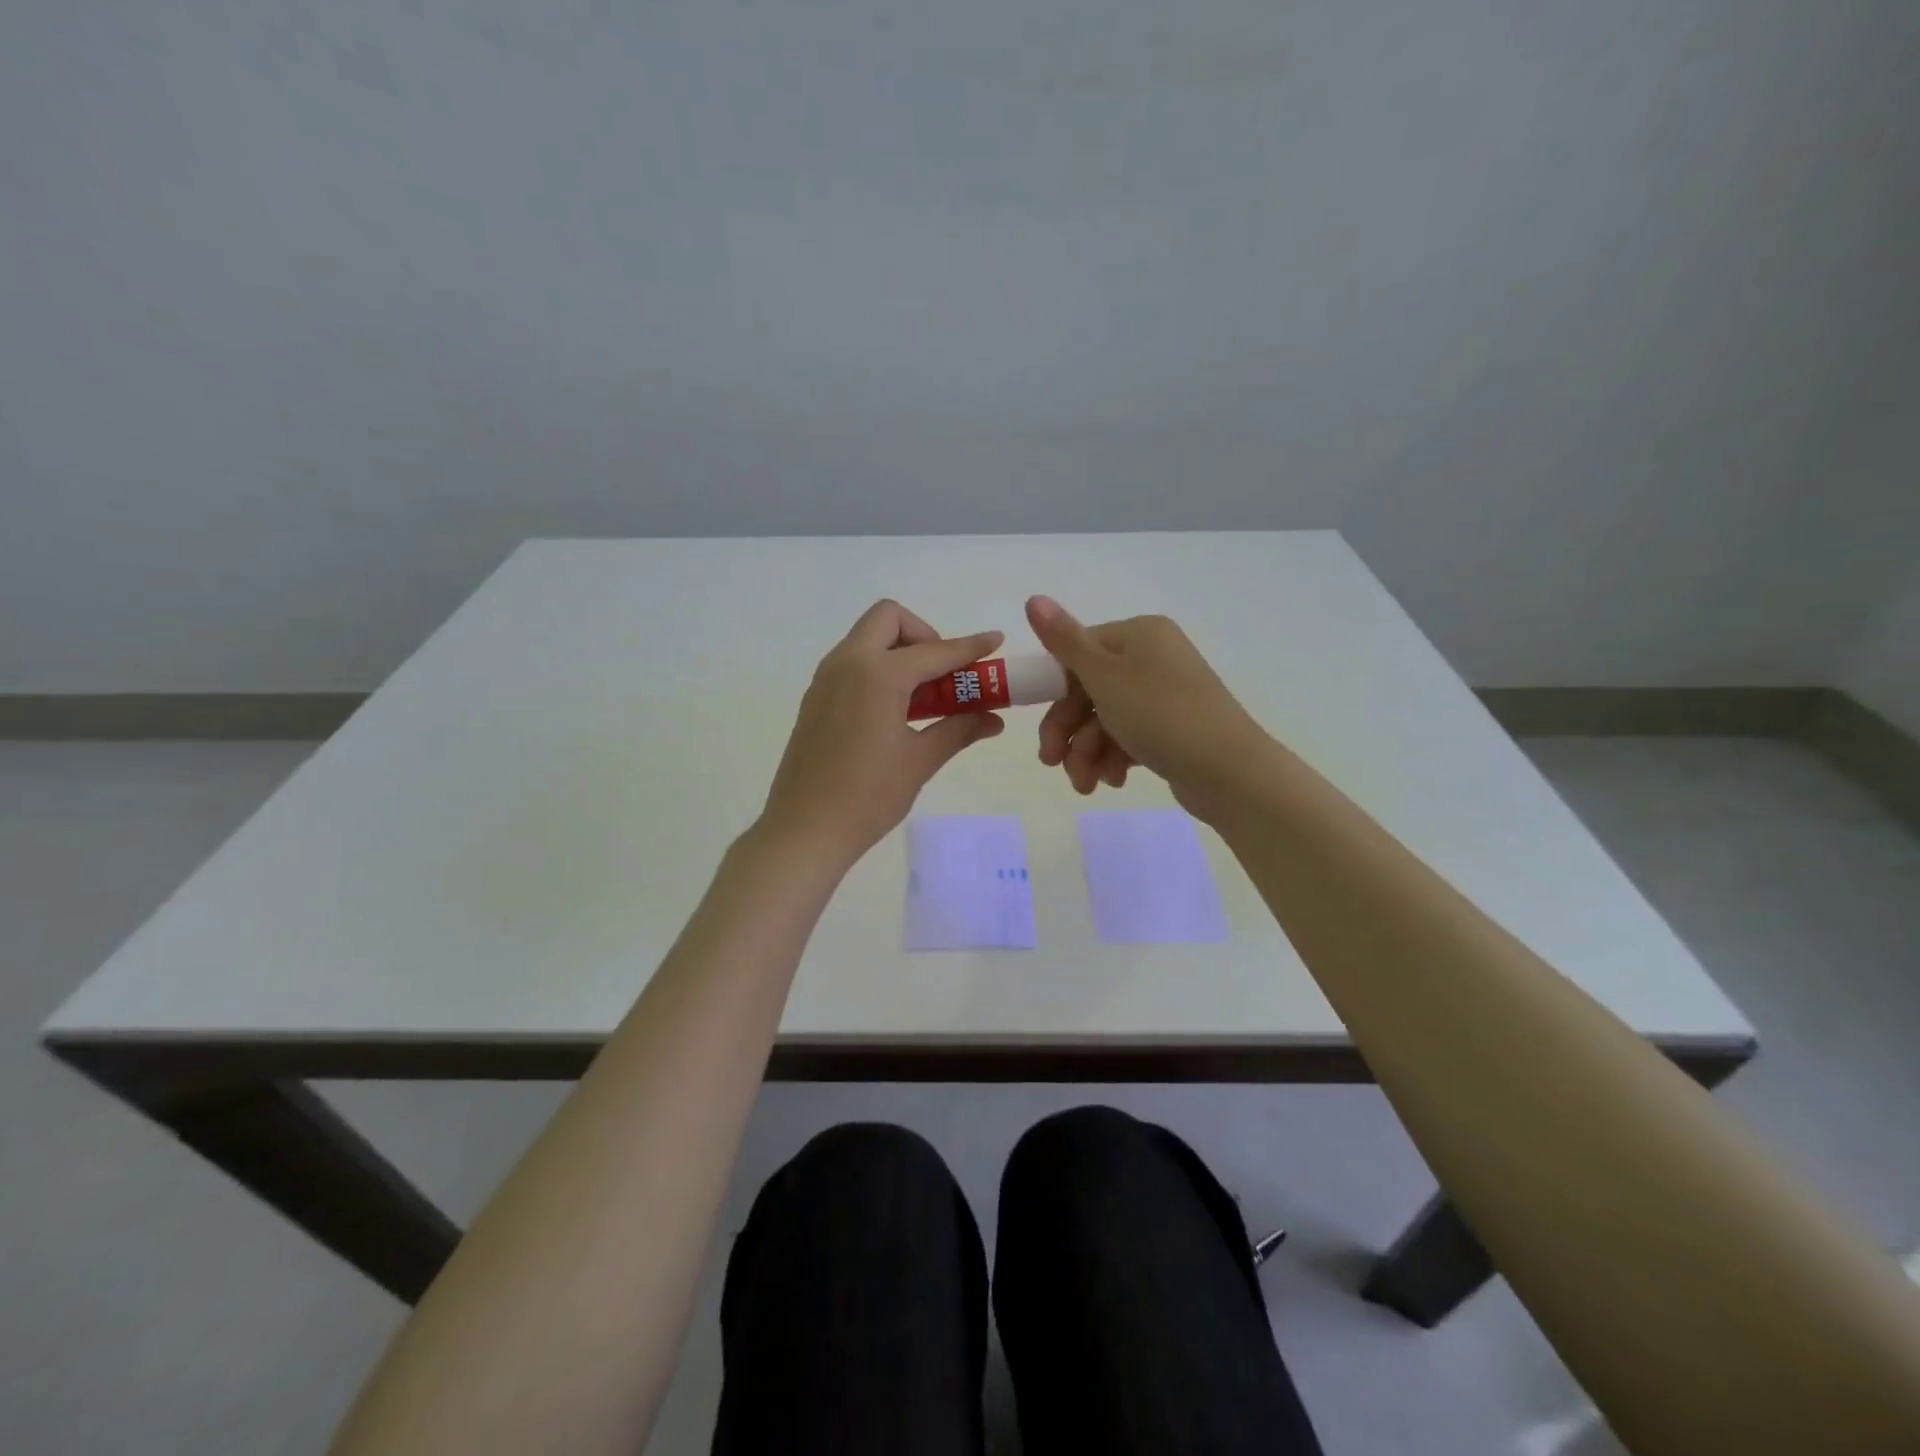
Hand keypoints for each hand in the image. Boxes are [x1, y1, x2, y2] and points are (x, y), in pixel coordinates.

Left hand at [761, 601, 1004, 867]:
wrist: (805, 830)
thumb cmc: (868, 796)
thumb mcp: (919, 761)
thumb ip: (958, 729)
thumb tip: (993, 719)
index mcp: (878, 674)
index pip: (934, 651)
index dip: (969, 646)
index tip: (995, 642)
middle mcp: (847, 663)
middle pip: (889, 619)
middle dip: (923, 635)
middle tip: (943, 674)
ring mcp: (826, 679)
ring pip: (867, 638)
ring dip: (899, 650)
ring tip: (924, 695)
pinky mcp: (815, 698)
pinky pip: (852, 663)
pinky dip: (878, 668)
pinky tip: (894, 710)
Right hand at [1025, 595, 1271, 822]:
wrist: (1229, 771)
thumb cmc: (1160, 715)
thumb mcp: (1104, 676)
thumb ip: (1064, 641)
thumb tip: (1032, 598)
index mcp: (1139, 635)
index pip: (1079, 653)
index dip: (1055, 691)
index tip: (1042, 724)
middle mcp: (1153, 658)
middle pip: (1089, 690)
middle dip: (1069, 732)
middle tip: (1052, 763)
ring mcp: (1165, 695)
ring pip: (1106, 719)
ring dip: (1087, 752)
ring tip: (1087, 783)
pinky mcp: (1173, 729)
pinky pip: (1129, 736)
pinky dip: (1114, 758)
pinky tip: (1114, 781)